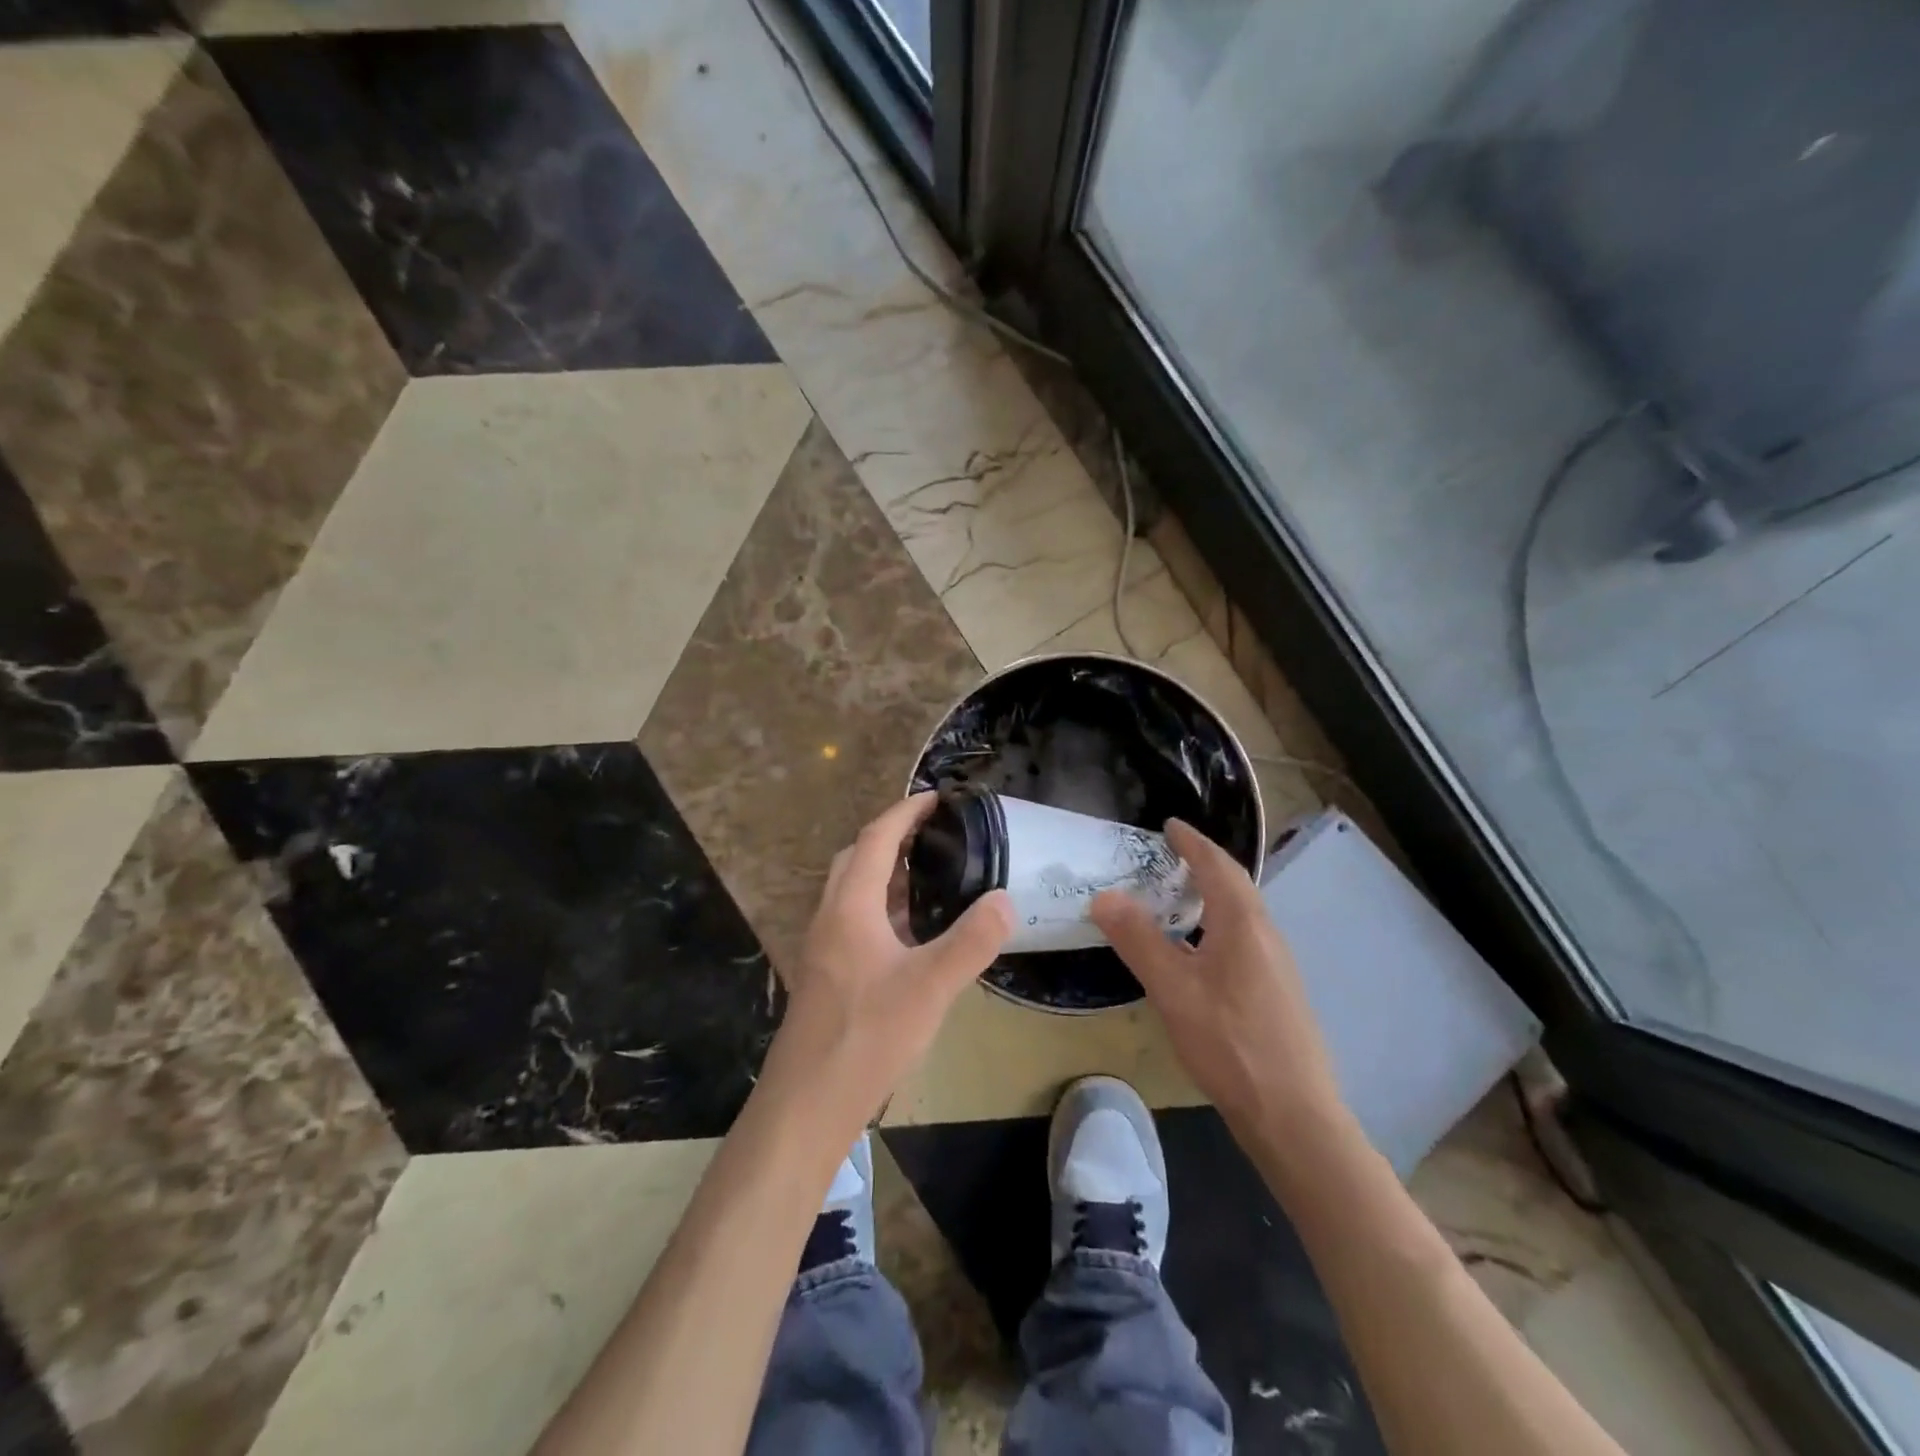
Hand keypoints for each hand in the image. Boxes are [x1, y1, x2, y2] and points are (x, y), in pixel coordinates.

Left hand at [762, 793, 1012, 1137]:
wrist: (806, 1103)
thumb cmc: (867, 1037)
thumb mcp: (930, 988)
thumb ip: (972, 941)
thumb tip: (1005, 899)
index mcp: (849, 907)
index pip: (875, 839)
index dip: (905, 813)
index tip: (937, 798)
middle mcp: (830, 917)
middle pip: (856, 859)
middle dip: (892, 837)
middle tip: (935, 835)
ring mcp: (824, 948)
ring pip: (853, 892)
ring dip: (886, 874)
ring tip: (930, 875)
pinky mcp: (827, 975)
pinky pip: (855, 921)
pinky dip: (883, 909)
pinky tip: (912, 933)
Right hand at [1092, 819, 1342, 1129]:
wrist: (1294, 1115)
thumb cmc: (1230, 1044)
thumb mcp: (1173, 990)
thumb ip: (1139, 940)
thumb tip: (1104, 896)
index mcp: (1243, 924)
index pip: (1217, 865)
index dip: (1192, 842)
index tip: (1169, 825)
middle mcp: (1266, 934)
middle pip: (1235, 884)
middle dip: (1203, 863)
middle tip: (1169, 855)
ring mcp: (1277, 964)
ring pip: (1242, 912)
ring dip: (1212, 893)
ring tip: (1178, 896)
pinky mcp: (1277, 989)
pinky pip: (1244, 936)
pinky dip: (1218, 922)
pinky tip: (1199, 949)